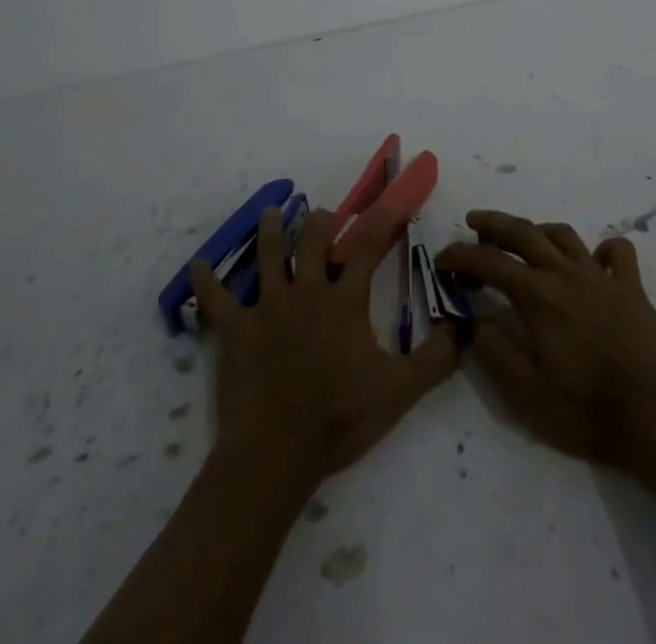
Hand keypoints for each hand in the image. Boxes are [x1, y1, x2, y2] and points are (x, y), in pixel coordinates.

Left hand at [190, 205, 458, 483]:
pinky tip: (196, 264)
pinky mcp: (235, 330)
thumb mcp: (400, 391)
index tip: (390, 202)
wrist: (276, 453)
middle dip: (321, 221)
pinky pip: (215, 299)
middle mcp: (305, 291)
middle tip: (324, 213)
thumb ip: (435, 358)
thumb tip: (459, 328)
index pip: (367, 248)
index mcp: (344, 301)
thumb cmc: (339, 418)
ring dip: (270, 230)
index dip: (381, 221)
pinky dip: (204, 280)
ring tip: (272, 212)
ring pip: (267, 255)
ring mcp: (267, 307)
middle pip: (312, 240)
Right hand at [436, 209, 655, 469]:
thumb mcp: (526, 393)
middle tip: (473, 222)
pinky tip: (593, 260)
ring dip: (538, 230)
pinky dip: (602, 249)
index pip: (489, 262)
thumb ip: (495, 350)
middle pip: (524, 232)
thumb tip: (475, 320)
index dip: (460, 256)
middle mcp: (566, 274)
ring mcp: (602, 278)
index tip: (442, 260)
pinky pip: (616, 253)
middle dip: (494, 223)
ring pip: (564, 235)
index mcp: (538, 296)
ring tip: (524, 238)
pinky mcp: (633, 289)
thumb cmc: (587, 410)